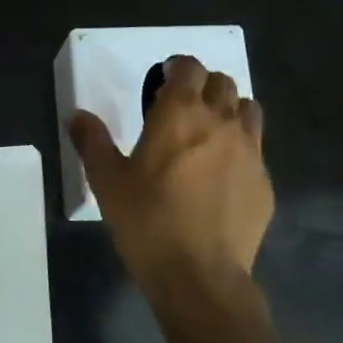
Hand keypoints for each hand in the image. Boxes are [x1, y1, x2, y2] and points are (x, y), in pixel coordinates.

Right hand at [71, 55, 272, 299]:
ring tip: (208, 136)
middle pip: (223, 83)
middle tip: (182, 110)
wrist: (198, 274)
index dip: (178, 69)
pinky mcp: (264, 182)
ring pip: (248, 110)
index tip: (163, 83)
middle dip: (203, 87)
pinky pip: (256, 151)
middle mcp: (221, 122)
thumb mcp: (107, 182)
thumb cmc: (146, 221)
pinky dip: (240, 151)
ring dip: (229, 112)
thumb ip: (92, 142)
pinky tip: (221, 179)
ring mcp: (250, 152)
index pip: (190, 68)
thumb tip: (77, 116)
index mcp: (180, 114)